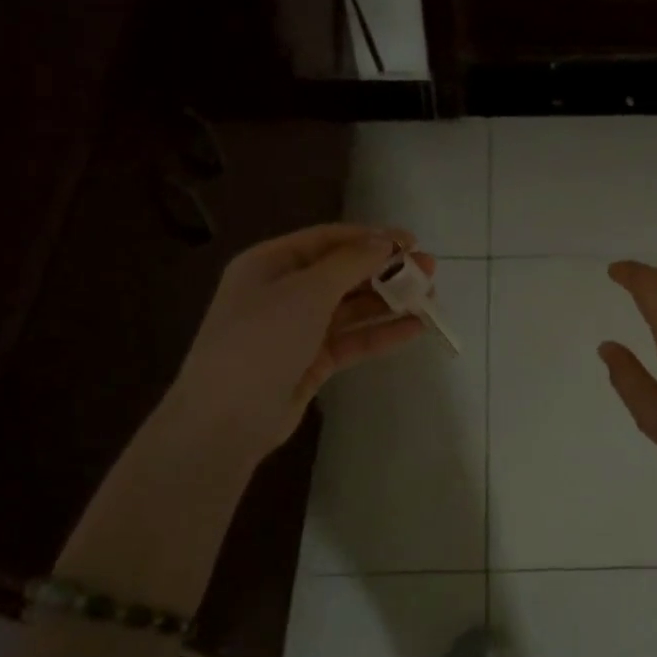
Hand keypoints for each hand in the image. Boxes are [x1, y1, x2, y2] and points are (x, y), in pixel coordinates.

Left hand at [169, 224, 433, 467]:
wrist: (226, 419)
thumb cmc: (262, 339)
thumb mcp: (307, 291)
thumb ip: (351, 263)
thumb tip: (384, 241)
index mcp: (270, 263)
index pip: (328, 240)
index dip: (371, 238)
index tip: (412, 242)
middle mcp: (282, 291)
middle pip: (342, 273)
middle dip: (385, 270)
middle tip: (429, 270)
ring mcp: (297, 329)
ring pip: (351, 307)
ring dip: (389, 301)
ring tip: (430, 297)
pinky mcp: (311, 362)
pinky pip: (352, 339)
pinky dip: (381, 332)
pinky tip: (416, 328)